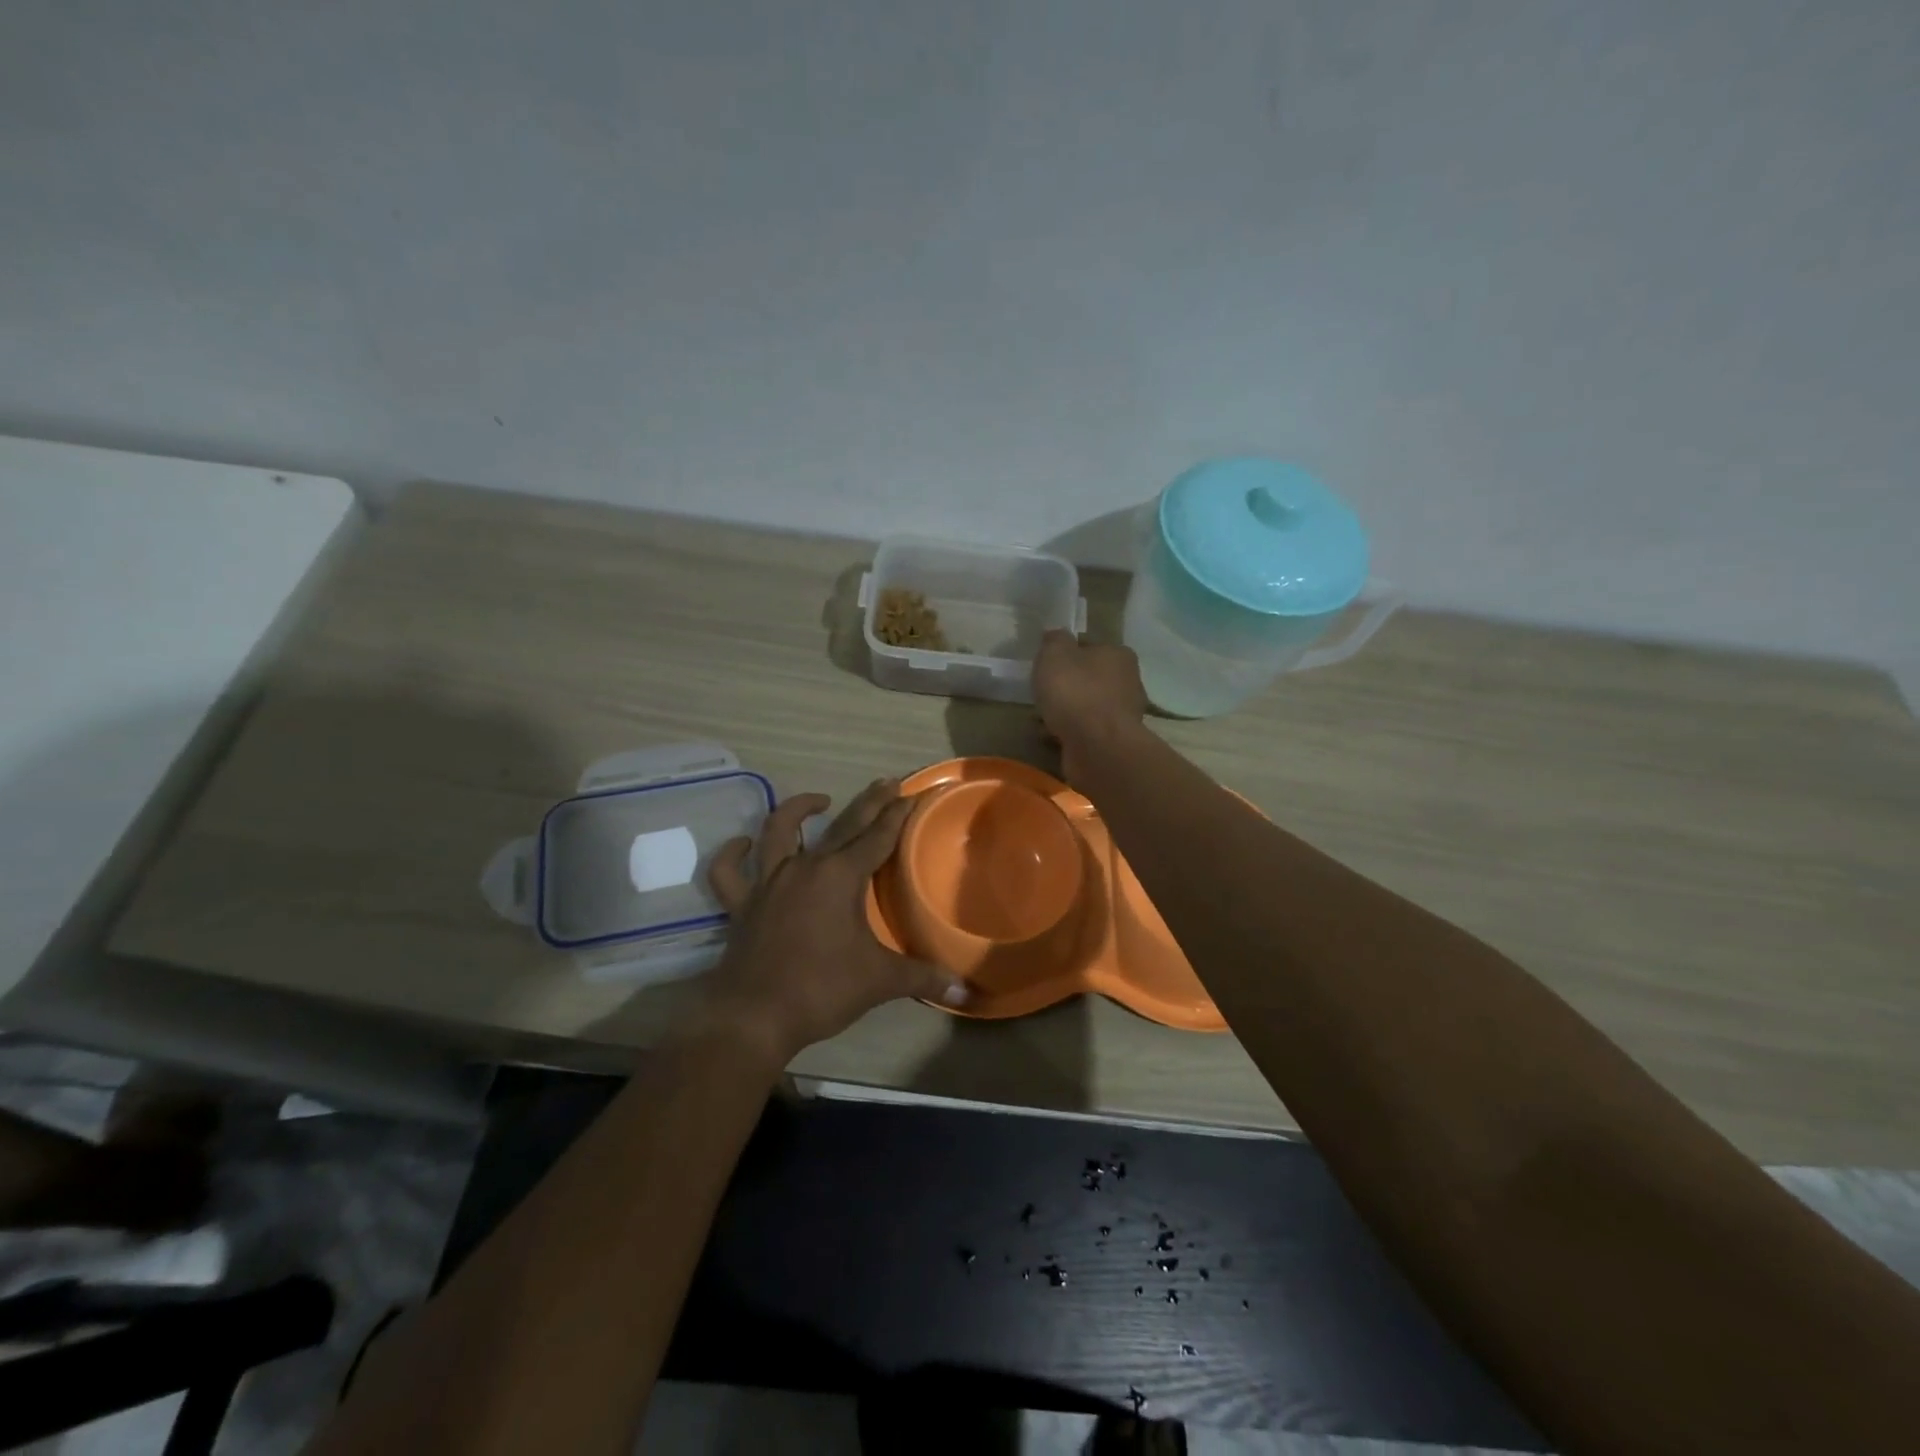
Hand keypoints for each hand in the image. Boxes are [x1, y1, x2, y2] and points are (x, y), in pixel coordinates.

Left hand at [705, 779, 967, 1061]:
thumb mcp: (879, 981)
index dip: (897, 815)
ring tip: (819, 800)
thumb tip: (965, 990)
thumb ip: (923, 978)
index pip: (877, 837)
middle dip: (868, 802)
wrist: (753, 1016)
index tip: (912, 794)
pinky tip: (743, 845)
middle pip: (842, 825)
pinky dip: (734, 854)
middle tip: (886, 784)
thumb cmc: (821, 990)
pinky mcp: (742, 904)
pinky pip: (729, 872)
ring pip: (778, 831)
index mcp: (840, 877)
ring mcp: (768, 882)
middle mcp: (804, 868)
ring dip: (797, 809)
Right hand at [1033, 629, 1147, 783]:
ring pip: (1088, 706)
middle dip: (1068, 686)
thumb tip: (1056, 636)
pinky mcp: (1115, 741)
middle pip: (1091, 678)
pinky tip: (1052, 737)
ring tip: (1042, 719)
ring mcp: (1124, 714)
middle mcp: (1128, 681)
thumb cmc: (1076, 693)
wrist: (1097, 747)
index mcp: (1119, 654)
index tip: (1047, 666)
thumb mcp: (1055, 654)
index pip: (1090, 647)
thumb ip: (1054, 640)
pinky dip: (1071, 732)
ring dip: (1068, 712)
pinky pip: (1087, 731)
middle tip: (1043, 693)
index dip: (1067, 654)